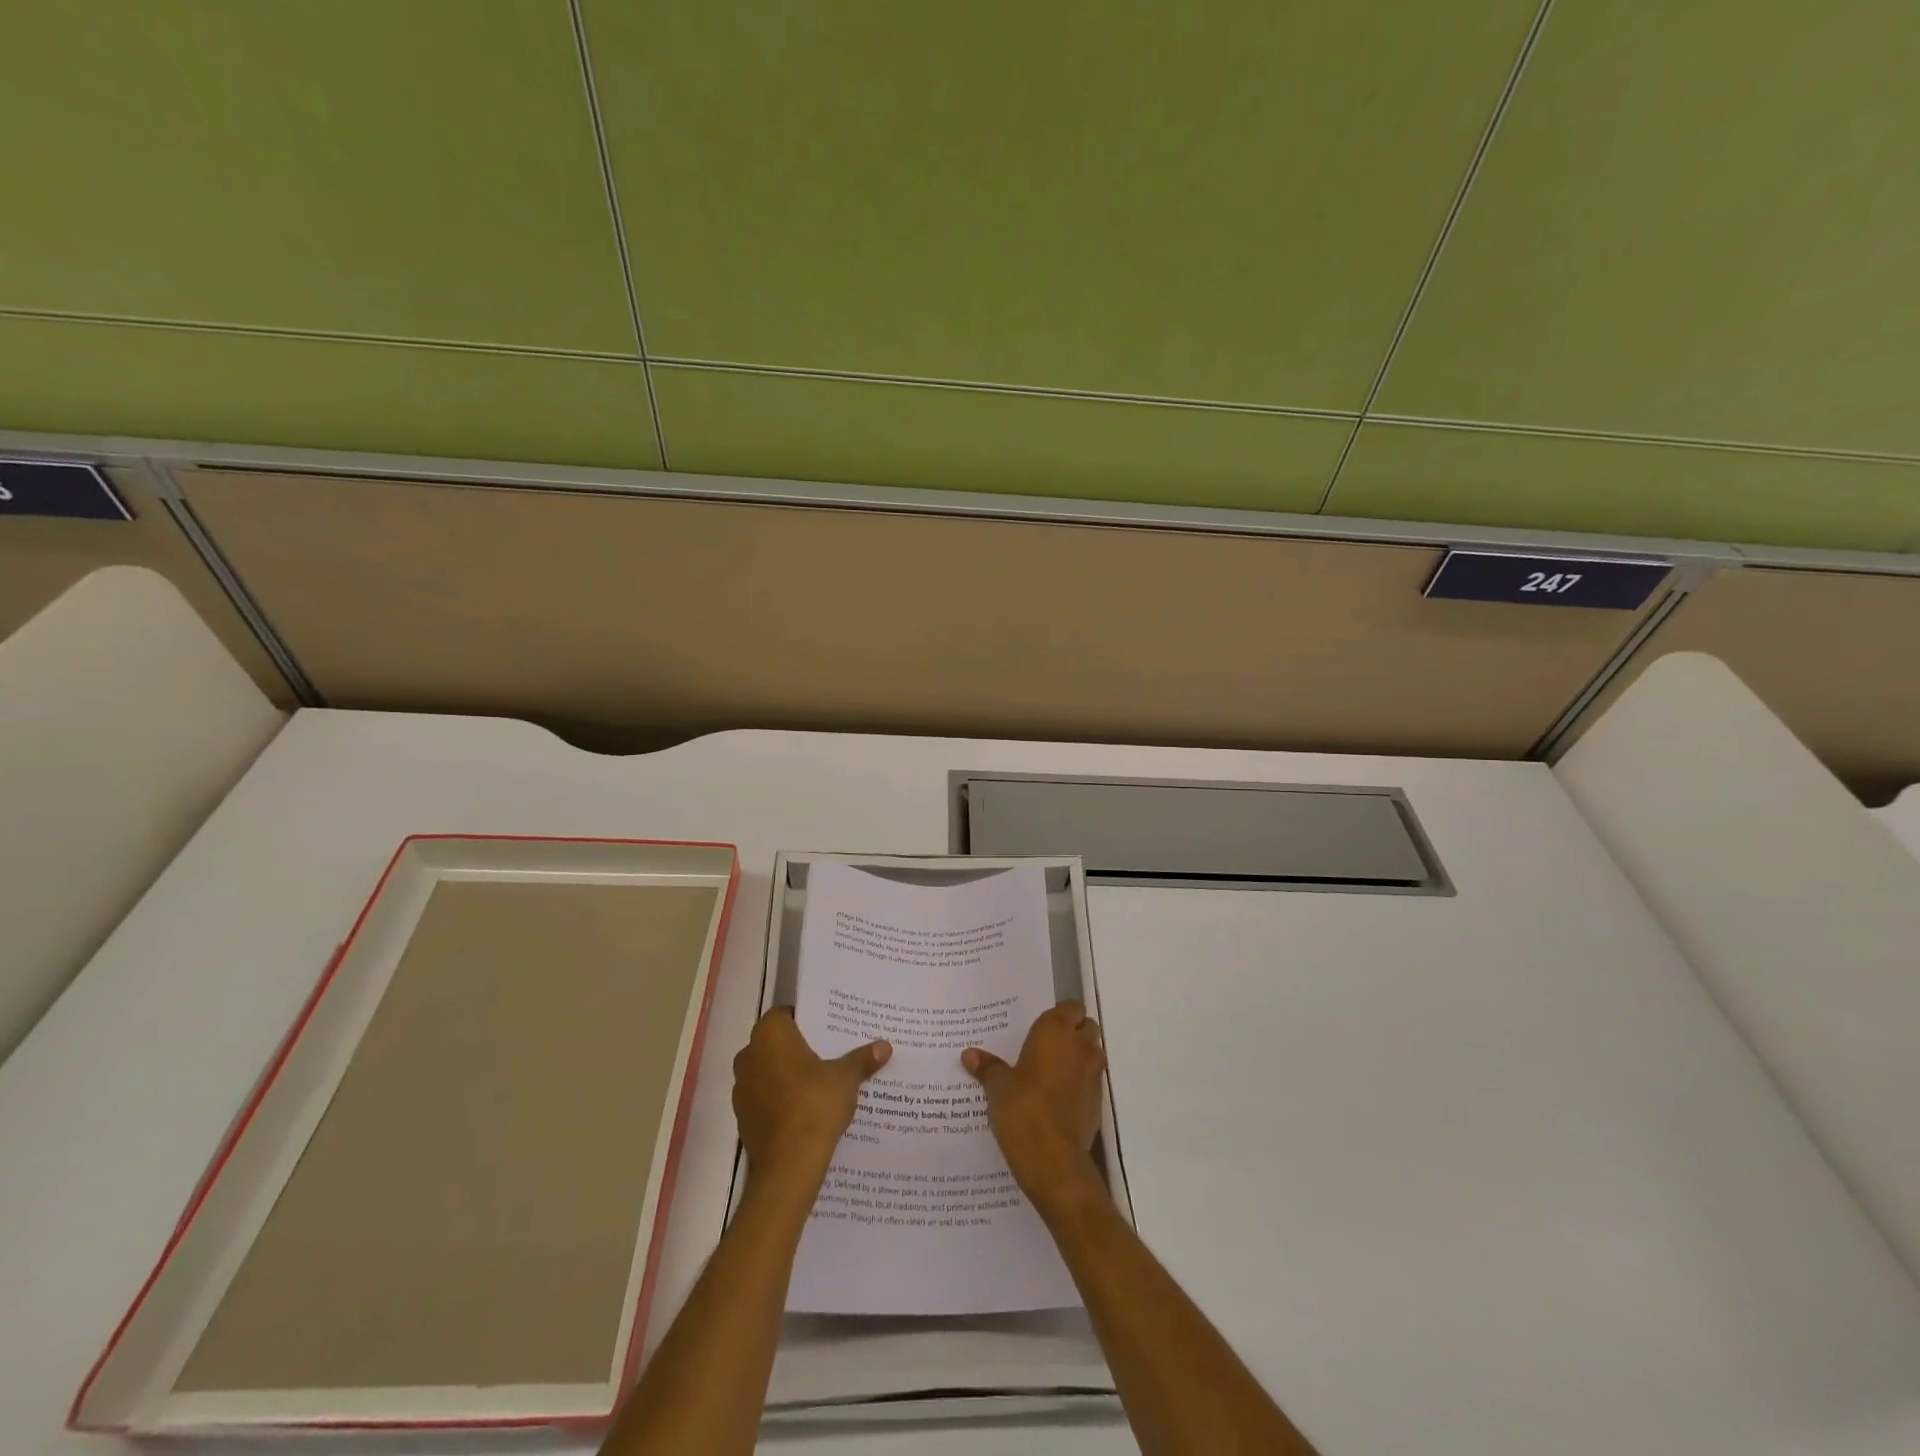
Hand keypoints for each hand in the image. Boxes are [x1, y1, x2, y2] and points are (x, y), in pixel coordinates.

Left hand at [733, 1009, 889, 1188]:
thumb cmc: (814, 1105)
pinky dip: (781, 1100)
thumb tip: (884, 1046)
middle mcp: (748, 1055)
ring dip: (788, 1075)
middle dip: (798, 1048)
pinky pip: (765, 1098)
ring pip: (768, 1071)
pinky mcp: (743, 1119)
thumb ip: (861, 1059)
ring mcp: (741, 1089)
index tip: (827, 1028)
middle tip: (828, 1053)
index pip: (785, 1014)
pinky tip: (805, 1110)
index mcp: (769, 1035)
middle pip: (776, 1043)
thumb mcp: (846, 1078)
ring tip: (820, 1083)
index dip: (806, 1019)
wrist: (788, 1165)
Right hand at [962, 1001, 1107, 1210]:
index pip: (1070, 1007)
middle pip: (1086, 1027)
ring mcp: (1093, 1074)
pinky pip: (1092, 1081)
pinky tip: (1061, 1097)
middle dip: (1074, 1033)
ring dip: (1080, 1057)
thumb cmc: (1022, 1109)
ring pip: (1093, 1053)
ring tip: (1054, 1071)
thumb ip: (987, 1067)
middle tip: (1048, 1047)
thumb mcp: (998, 1087)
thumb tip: (969, 1054)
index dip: (1061, 1016)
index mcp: (1055, 1031)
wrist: (1053, 1159)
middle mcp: (1080, 1046)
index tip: (1043, 1028)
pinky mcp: (1099, 1101)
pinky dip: (1082, 1083)